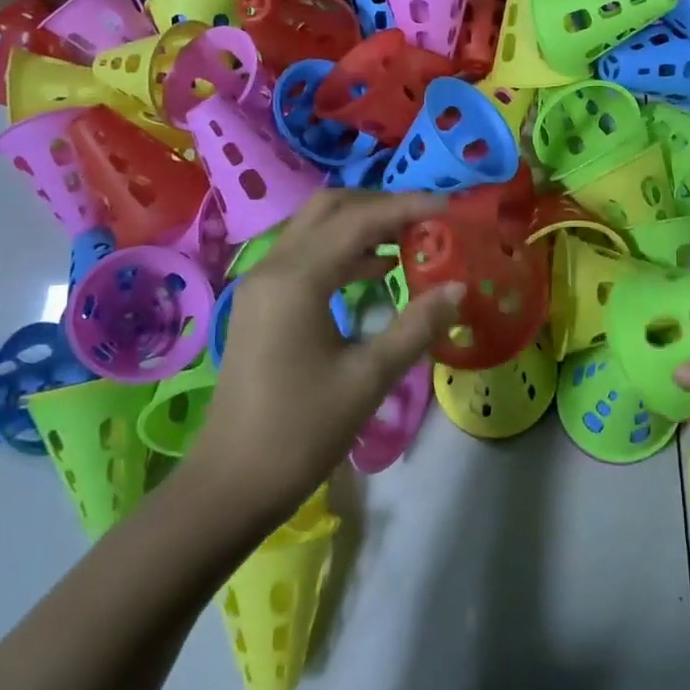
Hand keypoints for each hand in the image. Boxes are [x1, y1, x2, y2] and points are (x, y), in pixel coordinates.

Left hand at [192, 190, 462, 521]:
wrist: (231, 484)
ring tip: (412, 240)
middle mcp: (274, 267)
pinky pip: (306, 254)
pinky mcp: (262, 303)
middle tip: (429, 221)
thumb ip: (417, 326)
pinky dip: (343, 249)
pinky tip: (377, 269)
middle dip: (382, 206)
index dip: (409, 208)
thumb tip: (459, 288)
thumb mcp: (369, 378)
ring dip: (362, 224)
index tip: (452, 208)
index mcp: (297, 279)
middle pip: (331, 208)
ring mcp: (263, 284)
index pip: (360, 220)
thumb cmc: (301, 431)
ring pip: (315, 227)